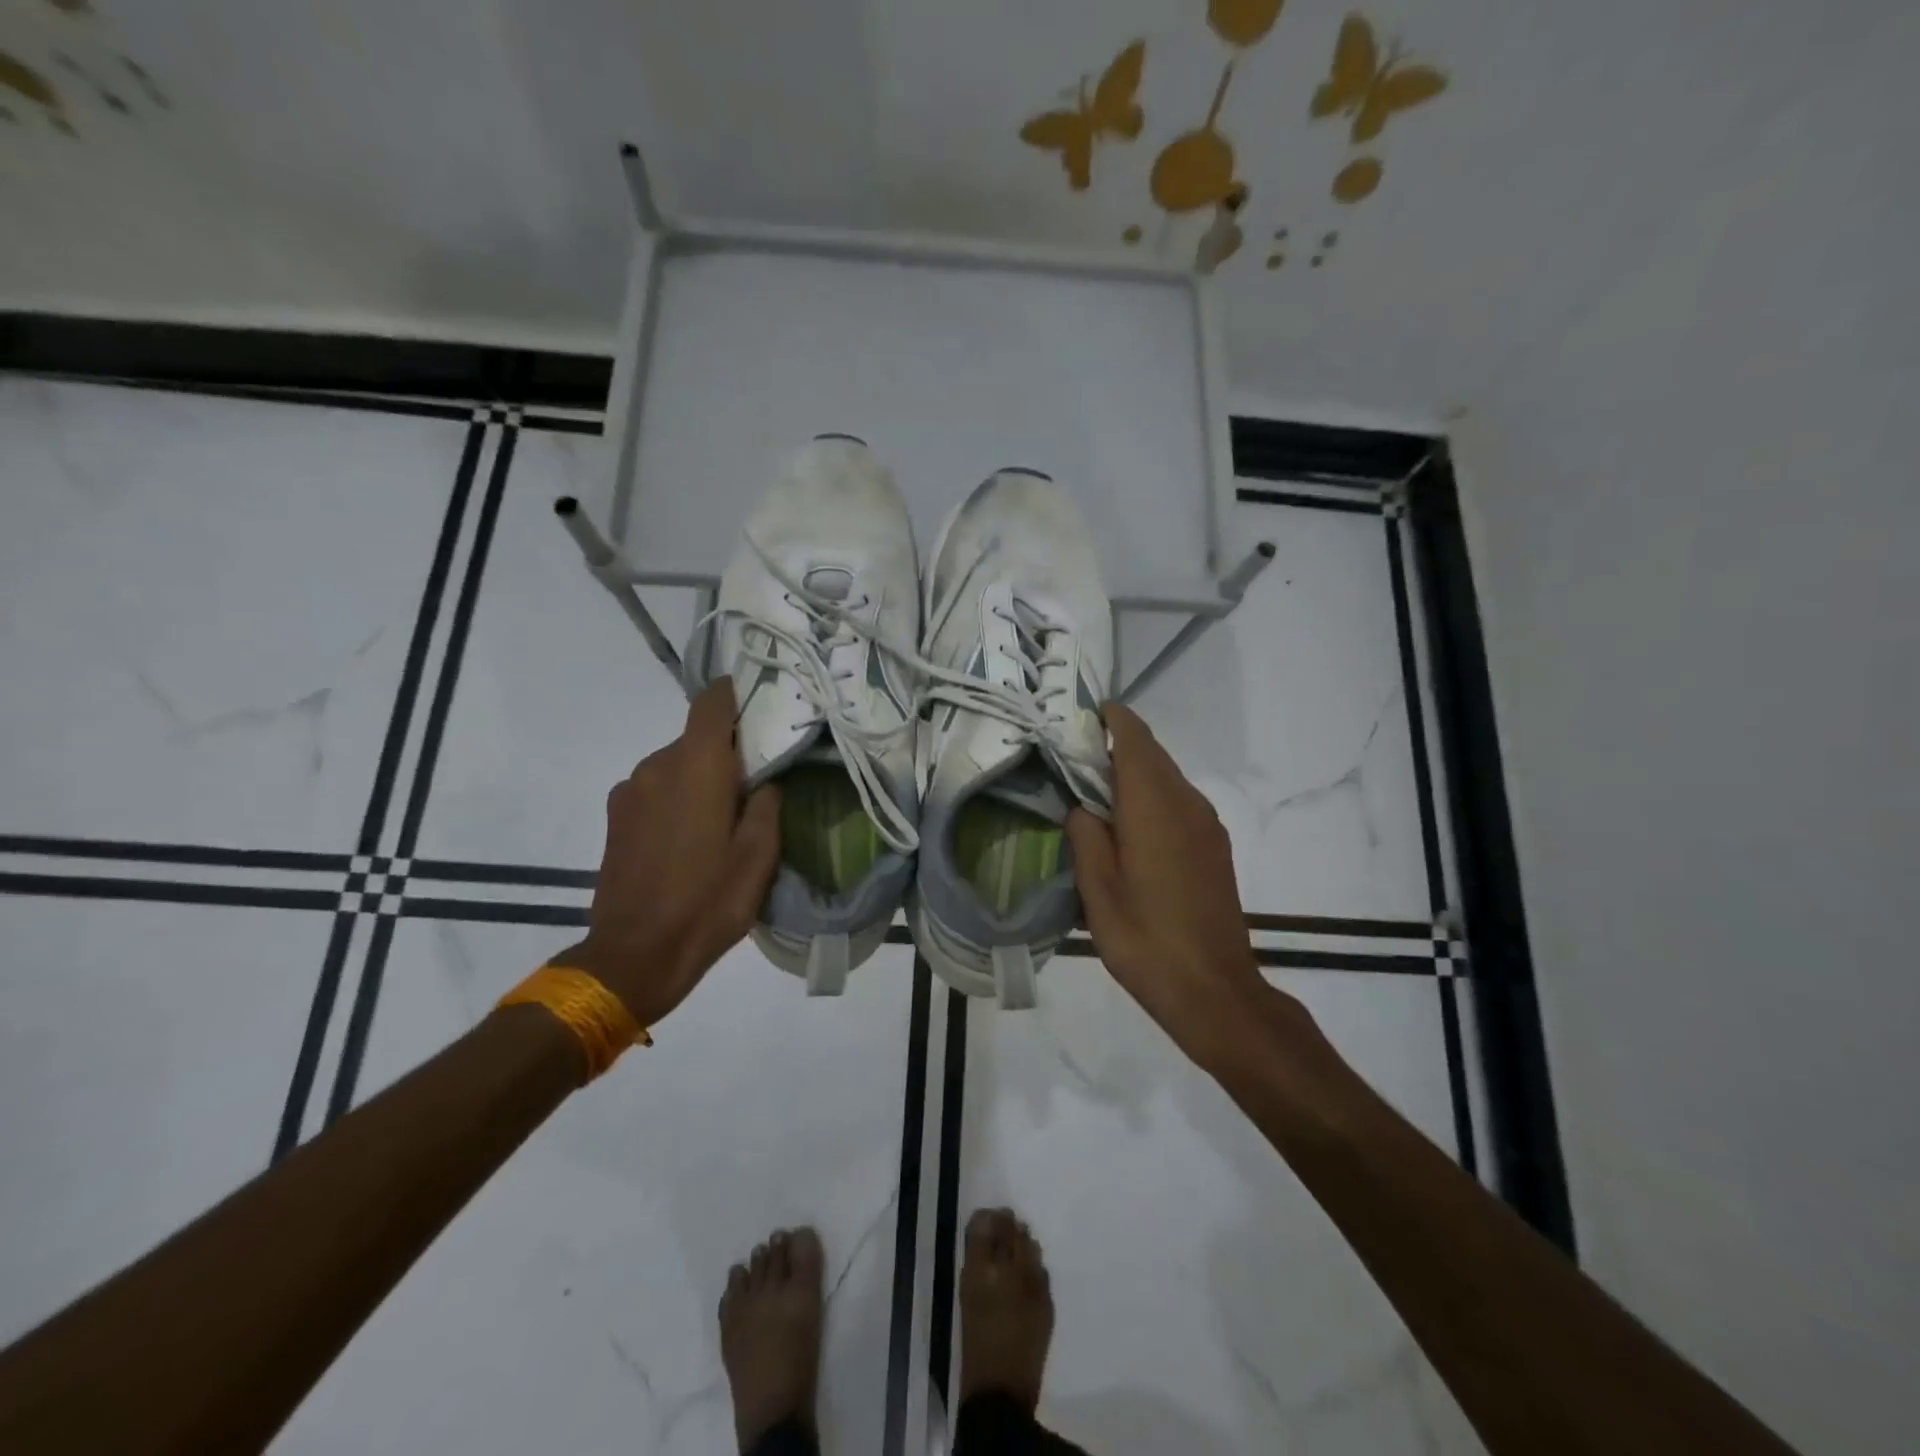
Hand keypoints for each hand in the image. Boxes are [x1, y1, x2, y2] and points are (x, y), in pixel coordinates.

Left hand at [555, 680, 780, 1026]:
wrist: (635, 955)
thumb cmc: (708, 901)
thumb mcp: (759, 855)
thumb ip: (767, 803)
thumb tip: (766, 777)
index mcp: (697, 766)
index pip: (712, 702)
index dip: (735, 692)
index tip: (761, 699)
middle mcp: (657, 765)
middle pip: (697, 737)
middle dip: (727, 751)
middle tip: (756, 780)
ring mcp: (629, 791)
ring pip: (675, 765)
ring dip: (700, 778)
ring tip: (723, 817)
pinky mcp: (615, 817)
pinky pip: (655, 789)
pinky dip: (676, 798)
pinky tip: (690, 838)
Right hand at [1066, 704, 1300, 1068]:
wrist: (1214, 990)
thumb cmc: (1145, 938)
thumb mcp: (1097, 889)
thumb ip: (1085, 835)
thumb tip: (1082, 807)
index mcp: (1154, 805)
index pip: (1134, 739)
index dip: (1111, 718)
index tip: (1082, 714)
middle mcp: (1186, 803)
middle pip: (1152, 754)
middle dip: (1117, 744)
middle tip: (1075, 755)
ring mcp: (1206, 825)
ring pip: (1167, 778)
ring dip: (1134, 772)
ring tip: (1096, 791)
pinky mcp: (1215, 846)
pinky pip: (1179, 802)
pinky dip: (1152, 796)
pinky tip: (1129, 826)